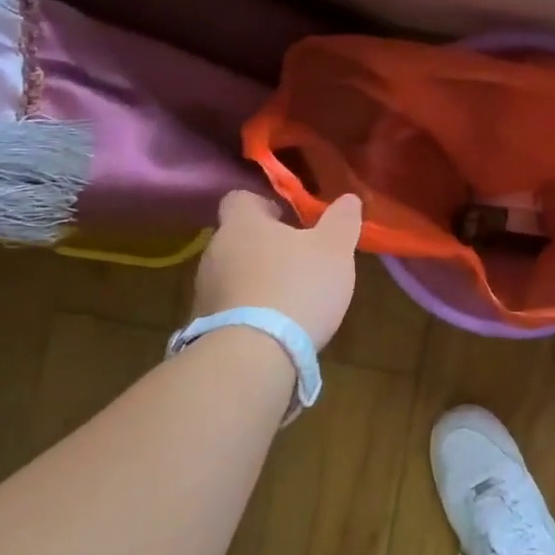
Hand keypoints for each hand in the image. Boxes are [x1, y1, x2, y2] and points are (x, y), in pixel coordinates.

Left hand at [191, 191, 362, 348]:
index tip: (291, 219)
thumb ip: (342, 220)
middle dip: (267, 246)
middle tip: (301, 259)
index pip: (240, 198)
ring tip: (292, 298)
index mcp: (242, 224)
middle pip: (239, 238)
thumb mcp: (334, 249)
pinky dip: (251, 311)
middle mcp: (216, 251)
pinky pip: (231, 307)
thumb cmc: (297, 287)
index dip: (266, 204)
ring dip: (258, 280)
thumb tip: (349, 198)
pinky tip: (276, 327)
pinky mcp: (206, 326)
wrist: (253, 356)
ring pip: (234, 273)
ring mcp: (205, 291)